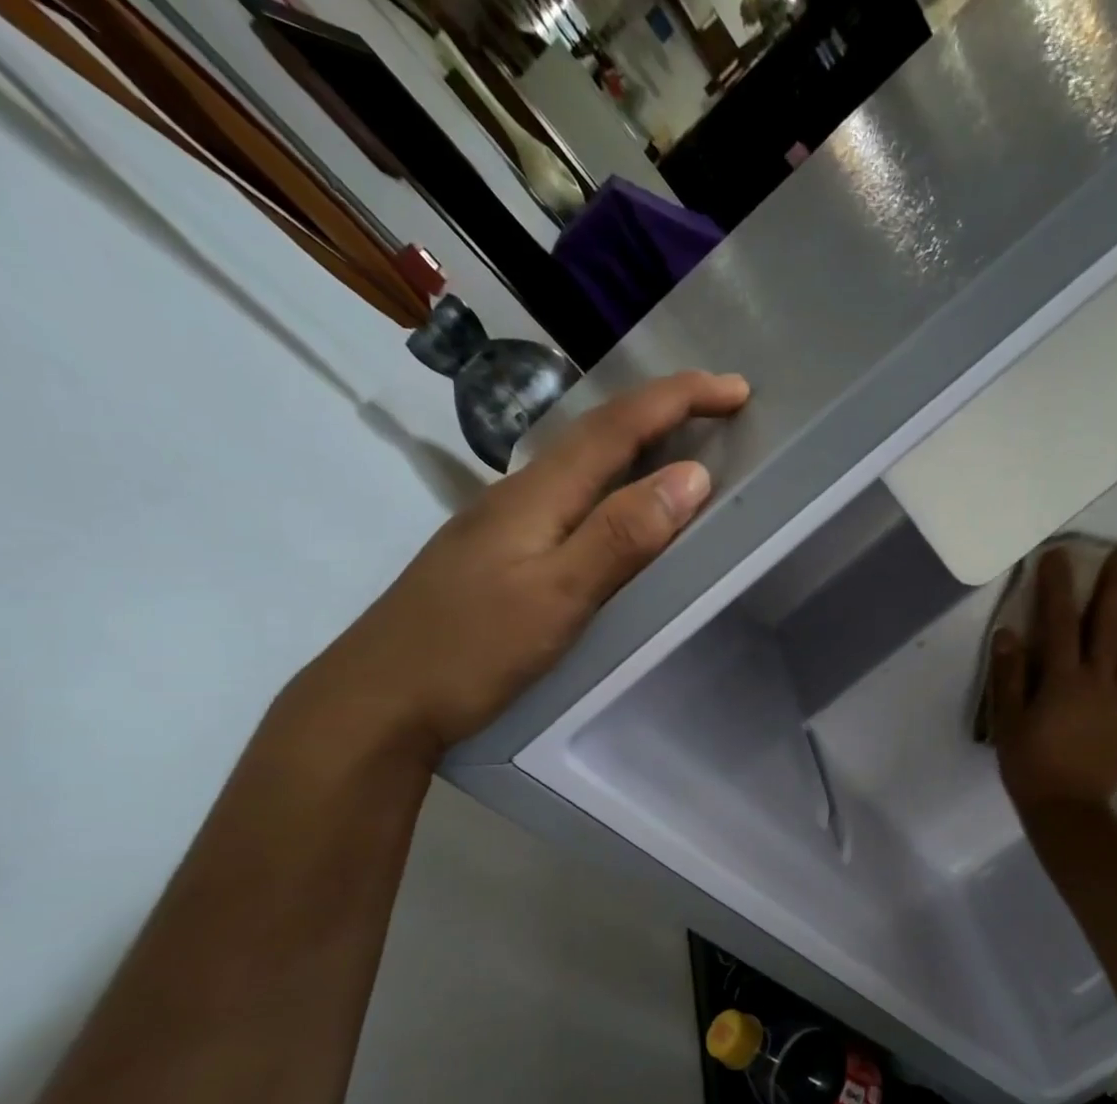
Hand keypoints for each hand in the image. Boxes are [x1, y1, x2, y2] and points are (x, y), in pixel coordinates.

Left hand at [294, 369, 750, 761]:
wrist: (379, 700)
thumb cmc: (469, 651)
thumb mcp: (557, 596)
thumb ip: (621, 536)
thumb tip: (692, 476)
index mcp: (536, 495)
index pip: (618, 427)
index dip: (679, 400)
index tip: (738, 389)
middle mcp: (517, 496)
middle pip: (597, 436)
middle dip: (663, 414)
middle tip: (719, 411)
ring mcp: (502, 527)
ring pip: (579, 469)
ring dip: (635, 448)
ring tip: (681, 452)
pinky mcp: (497, 558)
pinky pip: (568, 504)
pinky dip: (609, 491)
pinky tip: (616, 514)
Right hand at [988, 546, 1116, 813]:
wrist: (1069, 808)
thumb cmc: (1030, 764)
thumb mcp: (1008, 720)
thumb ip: (1009, 675)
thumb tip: (1008, 632)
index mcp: (1062, 678)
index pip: (1060, 621)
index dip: (1057, 586)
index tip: (1058, 556)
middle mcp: (1097, 678)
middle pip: (1107, 623)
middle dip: (1113, 586)